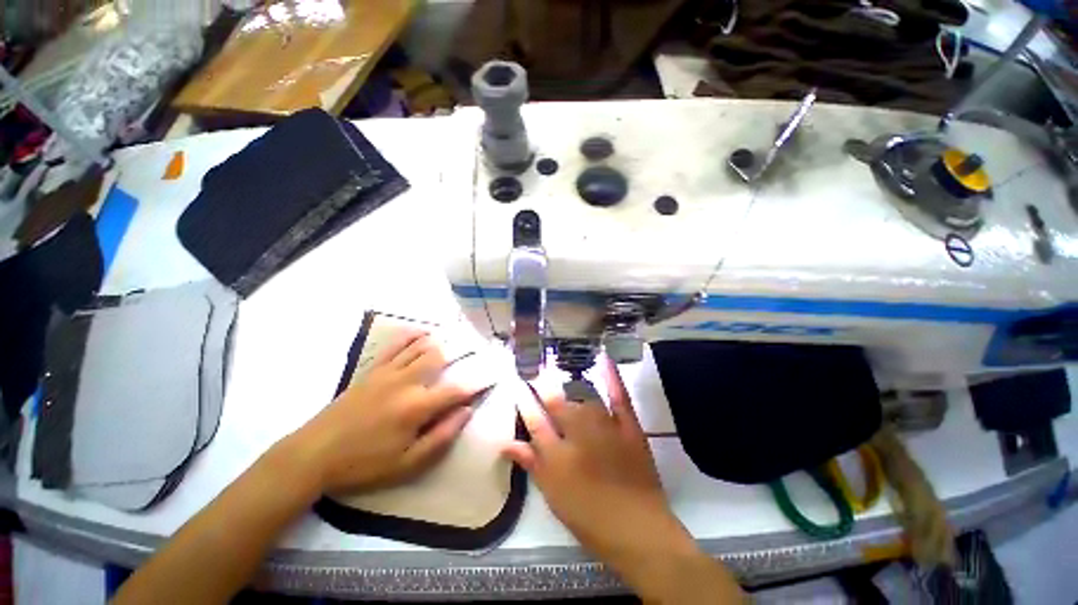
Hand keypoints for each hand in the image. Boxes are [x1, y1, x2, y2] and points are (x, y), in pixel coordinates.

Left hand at [293, 330, 480, 494]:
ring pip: (420, 347)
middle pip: (439, 358)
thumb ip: (442, 437)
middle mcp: (406, 382)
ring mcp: (388, 372)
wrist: (313, 455)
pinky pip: (396, 345)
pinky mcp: (372, 369)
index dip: (477, 385)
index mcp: (416, 407)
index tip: (490, 380)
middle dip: (459, 356)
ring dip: (439, 343)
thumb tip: (466, 412)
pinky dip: (412, 335)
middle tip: (474, 355)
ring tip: (455, 341)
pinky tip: (423, 332)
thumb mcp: (407, 464)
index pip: (456, 390)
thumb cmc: (364, 464)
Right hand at [503, 358, 676, 556]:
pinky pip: (618, 395)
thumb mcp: (553, 493)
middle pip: (557, 405)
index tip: (517, 386)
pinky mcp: (627, 425)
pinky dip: (611, 376)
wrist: (637, 529)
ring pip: (583, 398)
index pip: (534, 420)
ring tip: (561, 373)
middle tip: (538, 376)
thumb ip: (531, 463)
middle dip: (546, 390)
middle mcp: (578, 432)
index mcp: (556, 453)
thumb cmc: (589, 516)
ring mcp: (604, 426)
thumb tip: (506, 443)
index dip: (525, 402)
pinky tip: (604, 357)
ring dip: (571, 387)